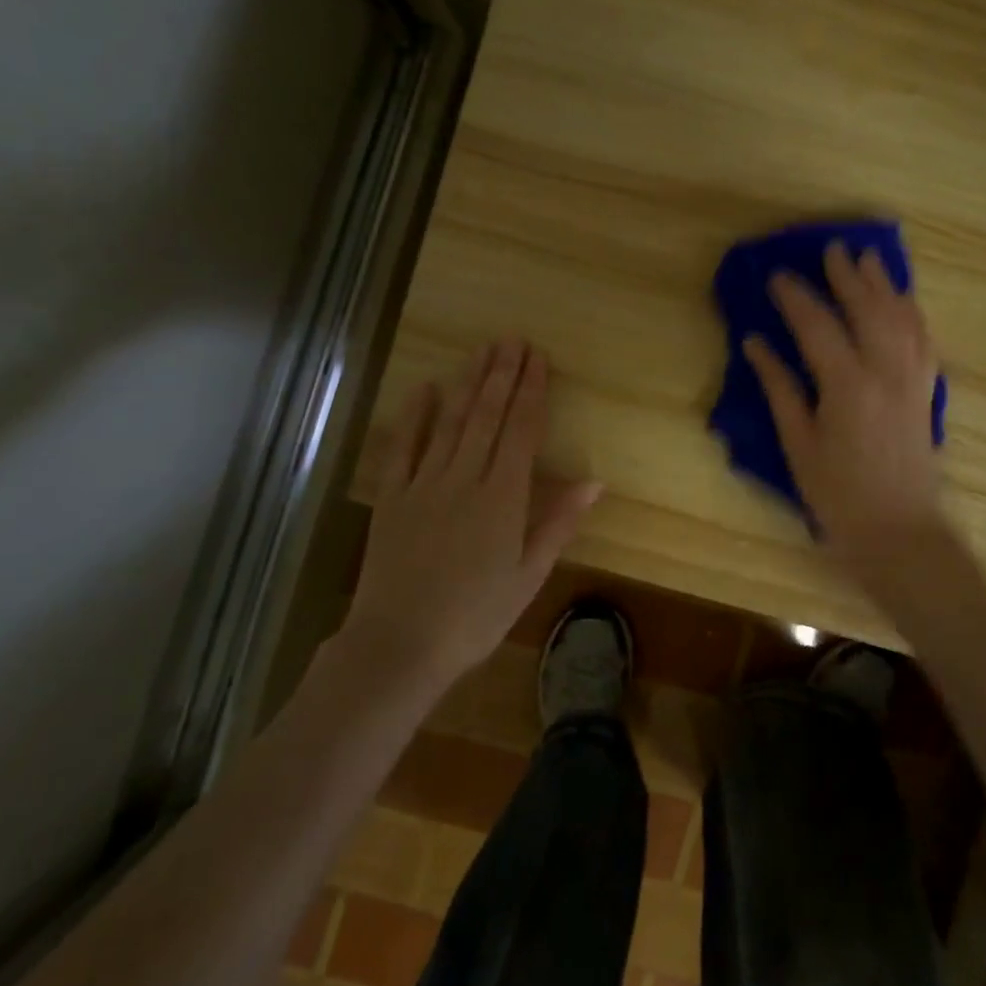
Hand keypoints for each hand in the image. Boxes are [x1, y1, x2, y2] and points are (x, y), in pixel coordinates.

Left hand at [346, 340, 600, 683]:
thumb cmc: (475, 616)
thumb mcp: (529, 575)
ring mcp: (423, 483)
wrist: (399, 645)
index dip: (532, 392)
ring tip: (482, 351)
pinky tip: (424, 387)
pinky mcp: (391, 496)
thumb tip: (594, 481)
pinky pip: (402, 446)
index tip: (538, 359)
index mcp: (503, 498)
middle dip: (502, 375)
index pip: (522, 431)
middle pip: (486, 416)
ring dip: (467, 383)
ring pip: (450, 422)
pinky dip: (413, 415)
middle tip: (513, 339)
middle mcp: (464, 478)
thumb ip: (558, 522)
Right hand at [744, 241, 943, 557]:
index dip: (796, 298)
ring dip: (884, 285)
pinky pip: (923, 339)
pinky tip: (903, 301)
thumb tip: (756, 344)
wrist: (899, 532)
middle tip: (832, 249)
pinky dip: (911, 312)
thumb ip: (780, 388)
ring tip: (869, 259)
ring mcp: (912, 379)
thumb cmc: (838, 495)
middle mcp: (886, 372)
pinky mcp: (926, 391)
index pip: (818, 326)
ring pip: (902, 317)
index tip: (777, 275)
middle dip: (848, 276)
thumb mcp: (798, 445)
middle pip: (868, 309)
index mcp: (847, 386)